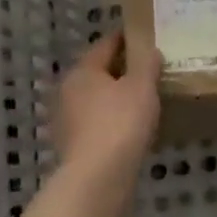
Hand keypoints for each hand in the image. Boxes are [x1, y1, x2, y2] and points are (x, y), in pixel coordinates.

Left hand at [52, 33, 159, 172]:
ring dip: (116, 97)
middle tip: (149, 70)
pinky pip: (96, 123)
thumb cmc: (120, 123)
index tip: (146, 38)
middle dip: (121, 70)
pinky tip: (130, 129)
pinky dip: (112, 121)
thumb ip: (147, 64)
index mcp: (82, 70)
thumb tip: (149, 50)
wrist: (97, 178)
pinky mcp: (72, 146)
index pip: (106, 44)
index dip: (127, 39)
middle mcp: (68, 90)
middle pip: (98, 72)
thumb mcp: (142, 87)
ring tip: (143, 101)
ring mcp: (66, 120)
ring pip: (96, 99)